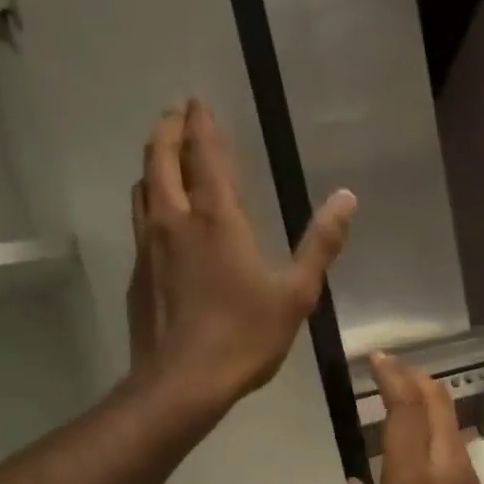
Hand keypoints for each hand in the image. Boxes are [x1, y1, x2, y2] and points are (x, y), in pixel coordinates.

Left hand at [128, 100, 356, 407]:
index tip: (199, 101)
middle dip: (169, 129)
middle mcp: (174, 219)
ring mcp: (148, 245)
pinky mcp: (137, 272)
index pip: (203, 152)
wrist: (181, 382)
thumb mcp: (296, 295)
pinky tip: (160, 218)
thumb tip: (347, 198)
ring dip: (154, 162)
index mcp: (216, 217)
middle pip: (161, 157)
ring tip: (165, 156)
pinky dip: (149, 200)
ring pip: (143, 185)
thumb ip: (321, 245)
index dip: (201, 123)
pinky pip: (139, 219)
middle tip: (178, 114)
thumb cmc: (245, 338)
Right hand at [330, 355, 483, 483]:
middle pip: (438, 405)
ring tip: (398, 408)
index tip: (377, 360)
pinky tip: (418, 457)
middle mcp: (448, 473)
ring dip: (428, 407)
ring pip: (451, 427)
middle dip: (414, 379)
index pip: (407, 410)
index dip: (393, 377)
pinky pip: (458, 454)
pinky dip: (437, 436)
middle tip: (389, 372)